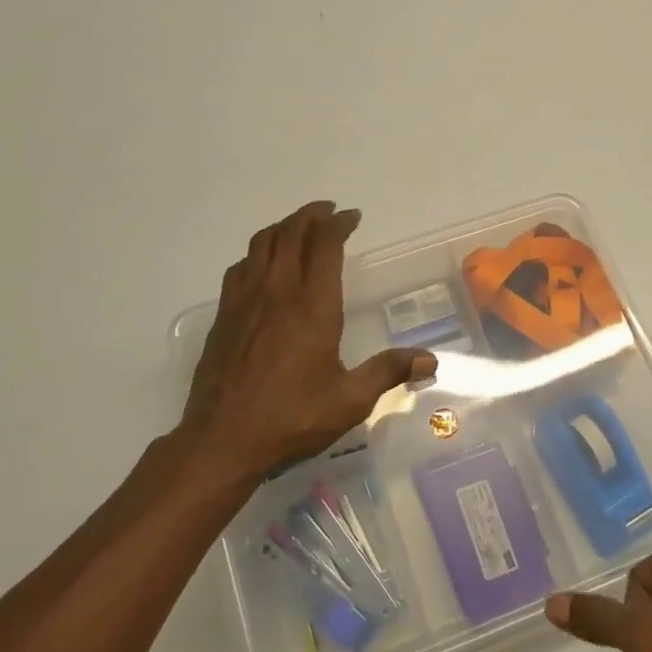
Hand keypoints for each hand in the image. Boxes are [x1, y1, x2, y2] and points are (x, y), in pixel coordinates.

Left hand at [180, 201, 434, 487]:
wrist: (222, 439)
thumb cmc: (291, 418)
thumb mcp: (349, 400)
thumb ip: (388, 371)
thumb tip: (429, 360)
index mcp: (312, 306)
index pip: (325, 245)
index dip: (338, 224)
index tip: (351, 216)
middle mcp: (278, 292)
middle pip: (291, 234)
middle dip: (311, 216)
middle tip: (328, 212)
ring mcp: (245, 301)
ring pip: (262, 244)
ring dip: (283, 227)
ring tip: (298, 228)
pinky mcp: (224, 316)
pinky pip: (241, 267)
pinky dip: (258, 253)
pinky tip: (263, 265)